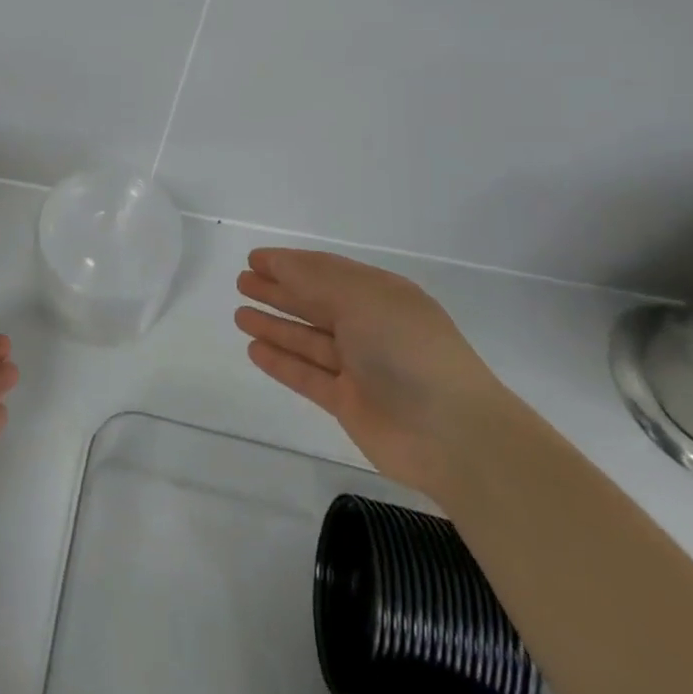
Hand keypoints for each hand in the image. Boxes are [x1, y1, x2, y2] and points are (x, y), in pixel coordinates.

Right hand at [234, 248, 504, 497]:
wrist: (453, 434)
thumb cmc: (406, 350)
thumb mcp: (361, 298)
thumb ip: (314, 280)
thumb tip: (278, 264)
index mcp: (381, 295)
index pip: (327, 271)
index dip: (290, 264)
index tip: (254, 258)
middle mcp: (370, 327)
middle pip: (315, 303)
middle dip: (279, 291)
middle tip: (242, 282)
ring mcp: (360, 367)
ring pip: (308, 339)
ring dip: (275, 325)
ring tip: (239, 314)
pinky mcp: (350, 403)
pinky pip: (307, 375)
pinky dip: (281, 361)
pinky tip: (254, 349)